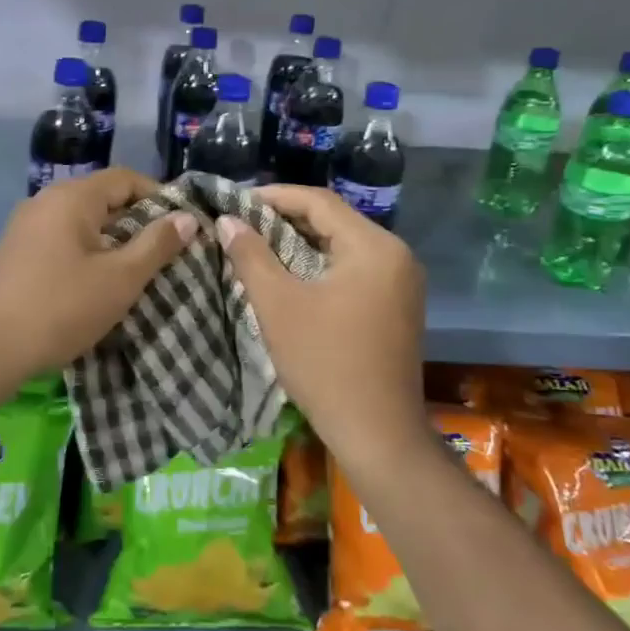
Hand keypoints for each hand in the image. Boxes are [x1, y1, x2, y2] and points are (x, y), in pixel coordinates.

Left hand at [0, 168, 196, 391]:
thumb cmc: (62, 307)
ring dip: (110, 238)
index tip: (180, 226)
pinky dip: (85, 249)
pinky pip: (61, 236)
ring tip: (134, 269)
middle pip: (102, 197)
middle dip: (136, 220)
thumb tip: (187, 217)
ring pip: (81, 219)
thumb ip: (156, 245)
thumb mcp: (120, 278)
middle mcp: (46, 200)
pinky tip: (95, 279)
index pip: (126, 179)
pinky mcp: (15, 249)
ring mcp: (25, 224)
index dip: (158, 197)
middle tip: (163, 252)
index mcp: (72, 197)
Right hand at [218, 186, 426, 471]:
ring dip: (301, 243)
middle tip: (242, 225)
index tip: (236, 203)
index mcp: (374, 246)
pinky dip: (320, 266)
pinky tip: (291, 276)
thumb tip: (228, 221)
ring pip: (343, 246)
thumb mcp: (279, 305)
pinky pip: (354, 269)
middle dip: (285, 220)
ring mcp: (402, 282)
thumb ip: (251, 256)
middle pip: (334, 221)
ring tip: (258, 247)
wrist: (378, 434)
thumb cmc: (325, 363)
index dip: (274, 196)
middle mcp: (396, 255)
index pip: (319, 202)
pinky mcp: (398, 306)